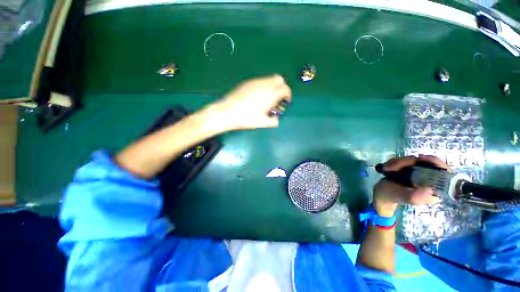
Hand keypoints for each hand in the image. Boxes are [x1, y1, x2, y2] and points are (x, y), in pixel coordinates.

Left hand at [208, 75, 291, 130]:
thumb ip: (274, 121)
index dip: (288, 96)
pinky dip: (264, 86)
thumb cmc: (247, 118)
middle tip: (277, 99)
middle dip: (282, 88)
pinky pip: (260, 81)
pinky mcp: (248, 82)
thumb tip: (277, 119)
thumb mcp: (263, 123)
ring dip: (272, 86)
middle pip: (280, 79)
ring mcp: (255, 82)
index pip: (286, 89)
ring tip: (267, 98)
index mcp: (271, 94)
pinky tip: (257, 97)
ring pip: (269, 78)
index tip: (285, 102)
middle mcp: (265, 85)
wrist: (228, 112)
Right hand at [373, 155, 448, 216]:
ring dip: (398, 162)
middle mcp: (431, 180)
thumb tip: (429, 190)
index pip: (445, 173)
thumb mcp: (401, 197)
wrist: (381, 194)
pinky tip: (387, 167)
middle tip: (392, 167)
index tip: (420, 159)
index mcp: (435, 190)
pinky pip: (406, 160)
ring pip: (414, 160)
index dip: (435, 163)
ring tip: (387, 168)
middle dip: (408, 162)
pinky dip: (395, 161)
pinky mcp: (411, 169)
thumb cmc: (391, 197)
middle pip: (427, 163)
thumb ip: (414, 196)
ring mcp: (420, 174)